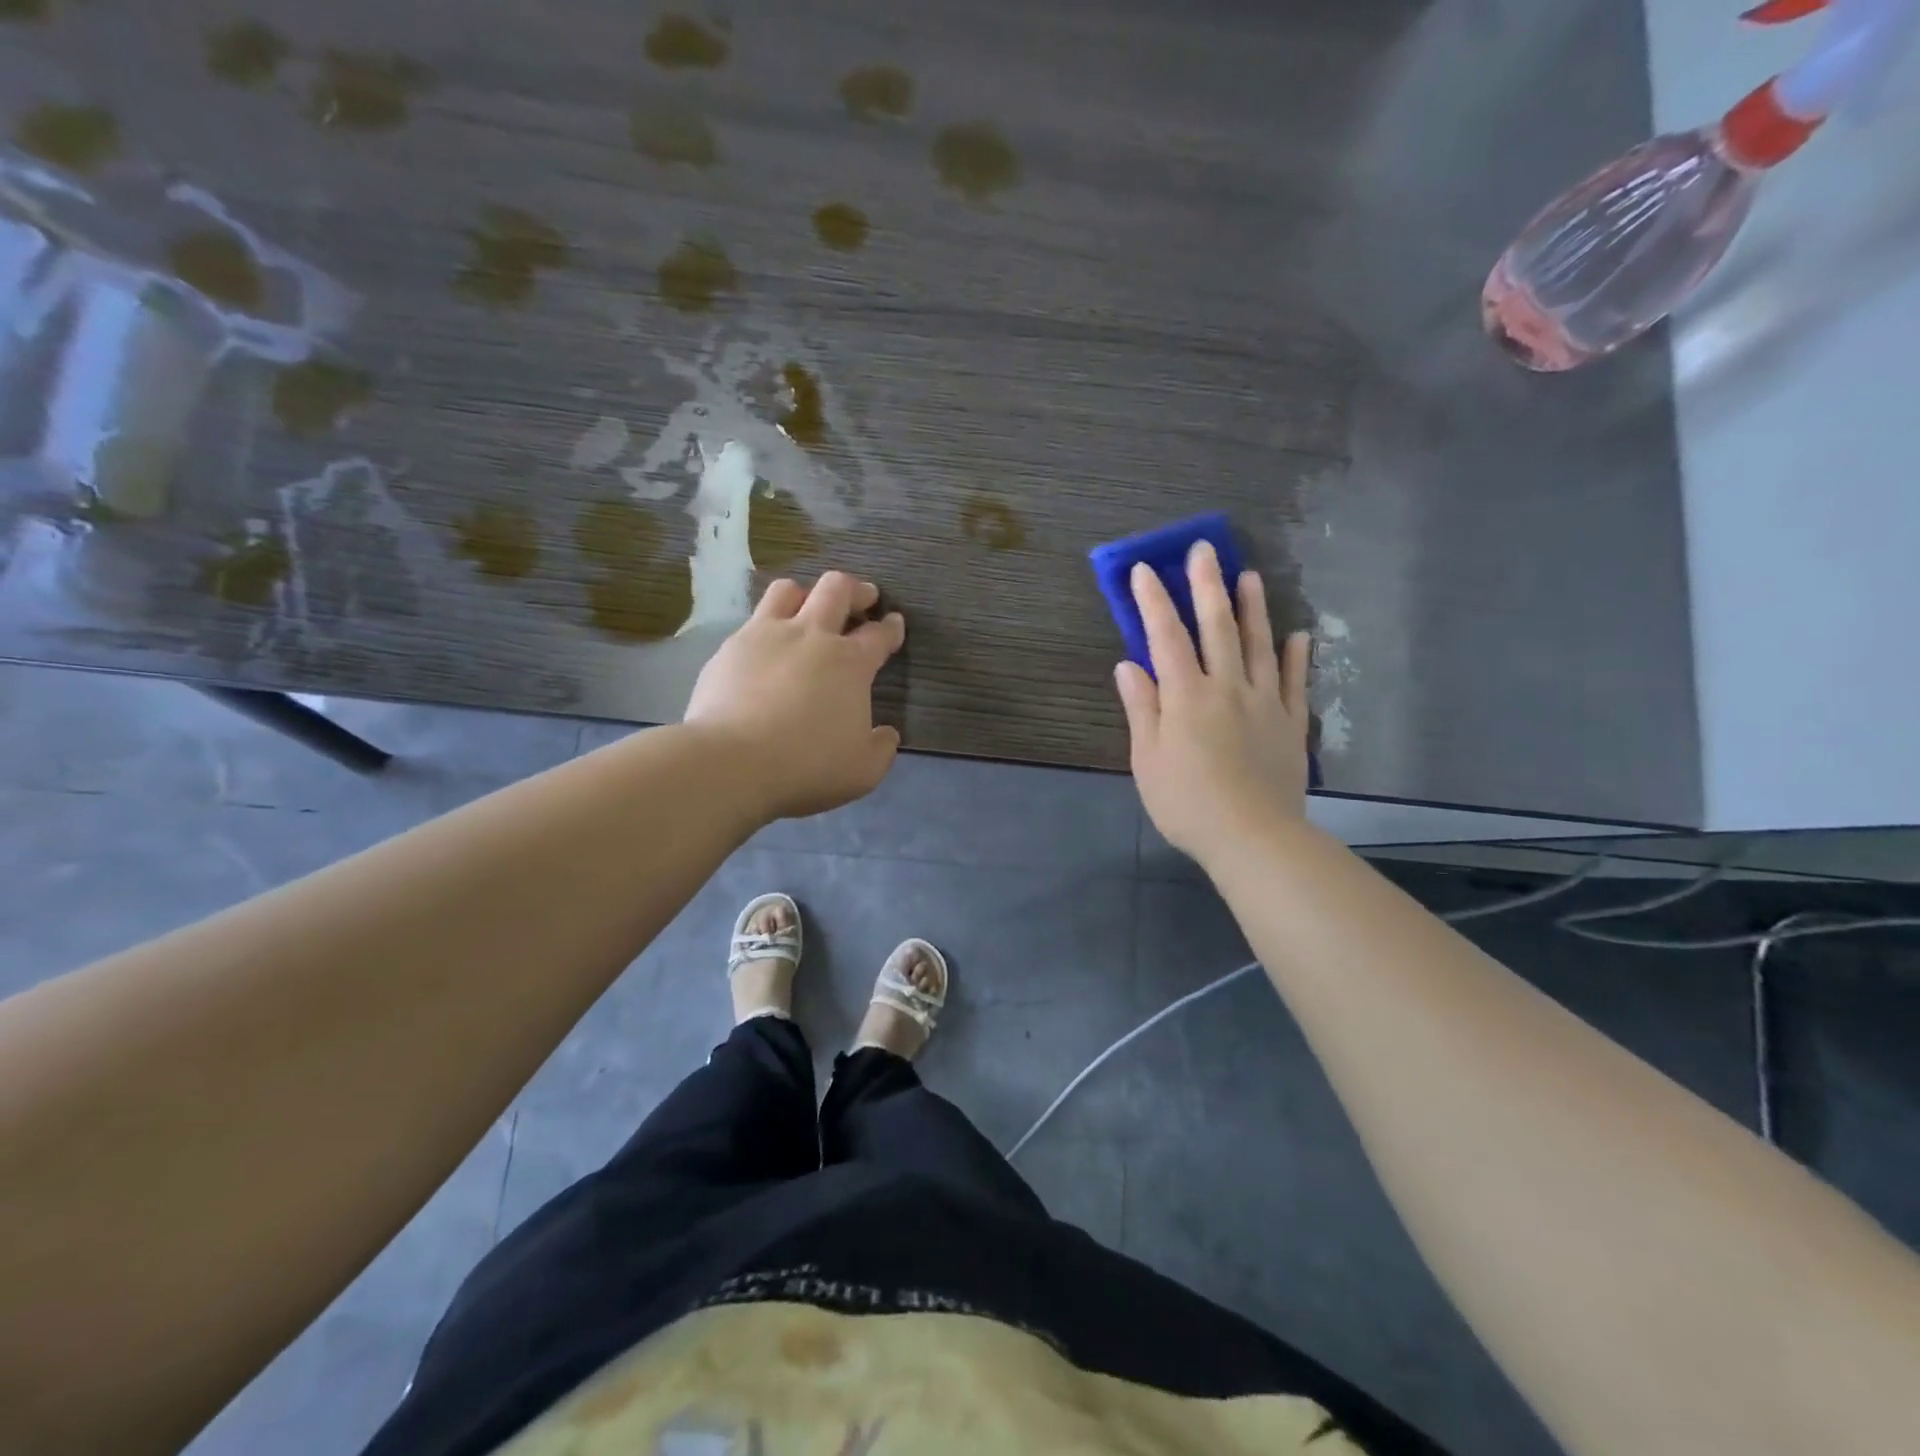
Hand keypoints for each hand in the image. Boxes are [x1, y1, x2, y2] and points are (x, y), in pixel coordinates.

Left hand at [685, 571, 906, 819]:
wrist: (732, 761)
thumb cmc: (807, 765)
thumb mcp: (863, 770)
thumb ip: (882, 749)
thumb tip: (886, 734)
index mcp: (850, 663)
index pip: (879, 634)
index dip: (891, 627)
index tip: (894, 623)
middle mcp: (811, 636)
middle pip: (837, 589)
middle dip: (856, 590)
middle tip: (863, 598)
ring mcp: (766, 635)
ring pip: (789, 590)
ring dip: (806, 594)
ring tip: (808, 608)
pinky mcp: (731, 647)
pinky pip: (753, 620)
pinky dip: (767, 625)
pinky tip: (765, 646)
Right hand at [1114, 542, 1311, 867]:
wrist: (1253, 837)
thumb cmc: (1187, 802)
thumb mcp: (1148, 760)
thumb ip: (1142, 709)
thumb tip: (1129, 666)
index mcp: (1186, 696)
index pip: (1166, 637)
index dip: (1154, 601)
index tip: (1145, 570)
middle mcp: (1227, 687)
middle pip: (1217, 628)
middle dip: (1207, 585)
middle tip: (1206, 549)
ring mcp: (1264, 702)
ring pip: (1259, 645)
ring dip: (1253, 608)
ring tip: (1249, 576)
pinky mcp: (1290, 723)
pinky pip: (1294, 681)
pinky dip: (1295, 656)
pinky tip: (1297, 636)